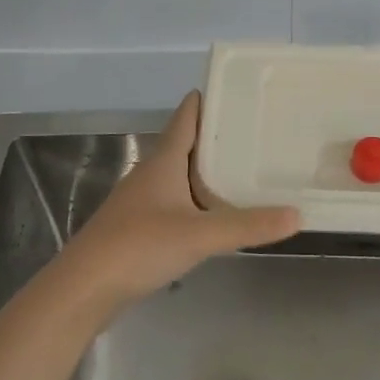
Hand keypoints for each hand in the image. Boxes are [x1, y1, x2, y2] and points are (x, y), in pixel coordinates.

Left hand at [54, 91, 299, 311]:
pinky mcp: (137, 229)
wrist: (82, 290)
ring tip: (243, 170)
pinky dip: (196, 201)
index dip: (207, 100)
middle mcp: (150, 174)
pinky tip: (214, 215)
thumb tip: (297, 214)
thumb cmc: (138, 246)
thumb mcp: (200, 235)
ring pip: (179, 176)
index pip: (186, 117)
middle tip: (255, 131)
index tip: (236, 89)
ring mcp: (141, 202)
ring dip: (206, 171)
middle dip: (216, 137)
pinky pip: (174, 203)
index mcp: (163, 162)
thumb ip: (248, 225)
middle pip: (186, 145)